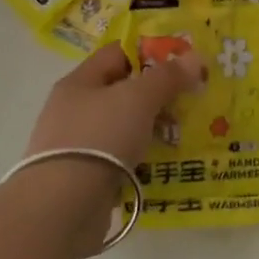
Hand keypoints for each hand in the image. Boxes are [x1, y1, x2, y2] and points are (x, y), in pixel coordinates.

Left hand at [27, 42, 203, 164]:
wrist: (63, 205)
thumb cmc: (100, 136)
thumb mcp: (138, 98)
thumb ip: (167, 77)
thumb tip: (195, 57)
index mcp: (79, 82)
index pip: (117, 54)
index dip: (150, 53)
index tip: (182, 61)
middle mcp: (73, 109)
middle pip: (121, 91)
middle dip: (156, 94)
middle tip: (191, 99)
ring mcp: (76, 144)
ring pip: (122, 126)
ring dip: (151, 128)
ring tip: (184, 133)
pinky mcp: (82, 176)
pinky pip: (119, 157)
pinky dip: (141, 157)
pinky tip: (163, 162)